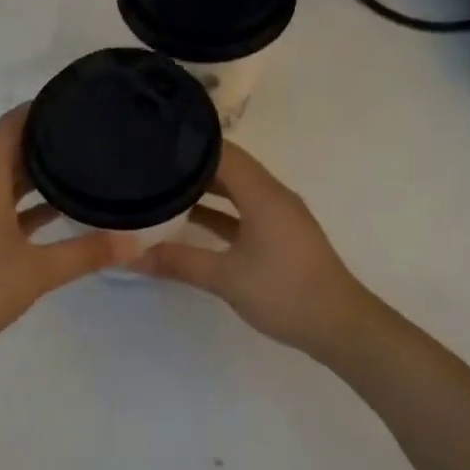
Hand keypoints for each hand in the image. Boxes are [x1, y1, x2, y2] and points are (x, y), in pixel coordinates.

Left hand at [0, 105, 140, 354]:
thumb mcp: (38, 272)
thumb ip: (86, 253)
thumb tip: (135, 240)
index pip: (6, 130)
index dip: (32, 110)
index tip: (65, 101)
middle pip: (6, 154)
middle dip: (41, 142)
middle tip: (83, 135)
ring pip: (2, 183)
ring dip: (33, 176)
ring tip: (75, 169)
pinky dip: (22, 205)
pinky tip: (52, 215)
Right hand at [131, 143, 374, 356]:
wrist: (338, 325)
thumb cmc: (284, 292)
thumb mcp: (225, 278)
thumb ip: (179, 262)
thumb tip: (131, 257)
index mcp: (263, 194)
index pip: (222, 153)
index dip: (188, 145)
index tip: (154, 143)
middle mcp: (273, 196)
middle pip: (229, 168)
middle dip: (191, 166)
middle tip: (151, 165)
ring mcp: (279, 216)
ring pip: (237, 191)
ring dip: (205, 190)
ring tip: (163, 189)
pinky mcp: (280, 236)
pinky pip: (244, 211)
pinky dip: (219, 212)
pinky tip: (191, 223)